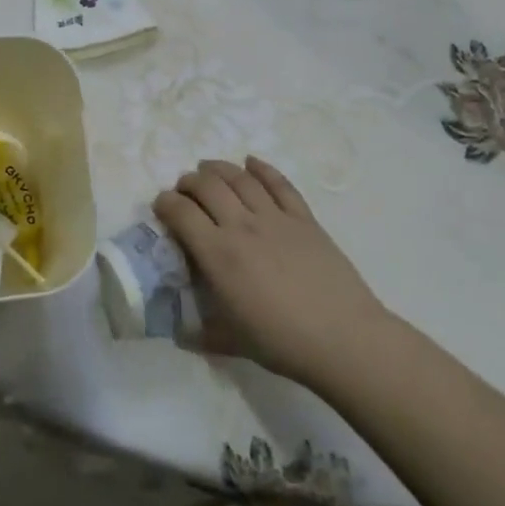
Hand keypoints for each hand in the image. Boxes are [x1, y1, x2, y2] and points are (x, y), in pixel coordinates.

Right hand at [153, 157, 388, 387]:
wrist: (343, 338)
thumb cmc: (282, 343)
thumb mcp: (231, 342)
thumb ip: (200, 333)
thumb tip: (179, 334)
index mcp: (218, 255)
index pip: (181, 213)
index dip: (165, 203)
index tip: (161, 206)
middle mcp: (242, 226)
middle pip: (207, 186)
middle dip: (188, 182)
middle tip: (184, 190)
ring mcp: (275, 218)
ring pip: (240, 178)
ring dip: (218, 169)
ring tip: (208, 169)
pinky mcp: (304, 218)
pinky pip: (279, 184)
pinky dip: (262, 168)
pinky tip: (251, 162)